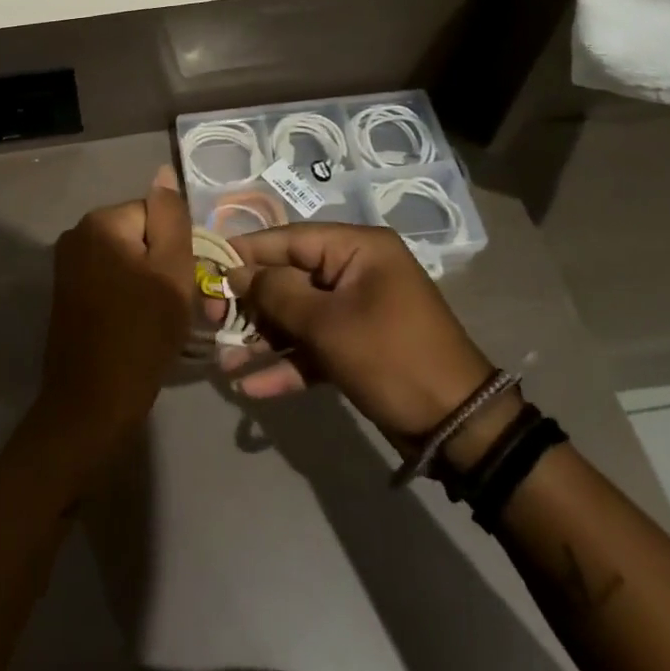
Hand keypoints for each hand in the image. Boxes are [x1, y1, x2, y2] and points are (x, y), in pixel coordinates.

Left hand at [26, 168, 194, 475]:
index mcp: (100, 221)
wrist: (92, 405)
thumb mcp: (172, 271)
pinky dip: (127, 296)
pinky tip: (136, 326)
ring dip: (147, 282)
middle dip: (160, 264)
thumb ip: (171, 217)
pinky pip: (109, 279)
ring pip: (126, 259)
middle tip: (172, 305)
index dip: (175, 249)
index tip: (180, 284)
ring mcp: (67, 265)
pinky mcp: (66, 294)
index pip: (155, 214)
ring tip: (157, 320)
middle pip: (139, 235)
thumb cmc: (141, 334)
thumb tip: (163, 172)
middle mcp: (76, 233)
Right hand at [222, 223, 495, 452]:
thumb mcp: (329, 324)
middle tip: (210, 321)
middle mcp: (356, 271)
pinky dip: (288, 363)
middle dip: (251, 304)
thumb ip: (277, 294)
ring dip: (264, 339)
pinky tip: (253, 387)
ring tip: (224, 362)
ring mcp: (358, 311)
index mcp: (357, 248)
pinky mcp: (358, 347)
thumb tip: (237, 273)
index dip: (247, 252)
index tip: (209, 266)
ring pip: (298, 315)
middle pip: (290, 278)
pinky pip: (315, 345)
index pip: (290, 239)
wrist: (461, 431)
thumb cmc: (392, 357)